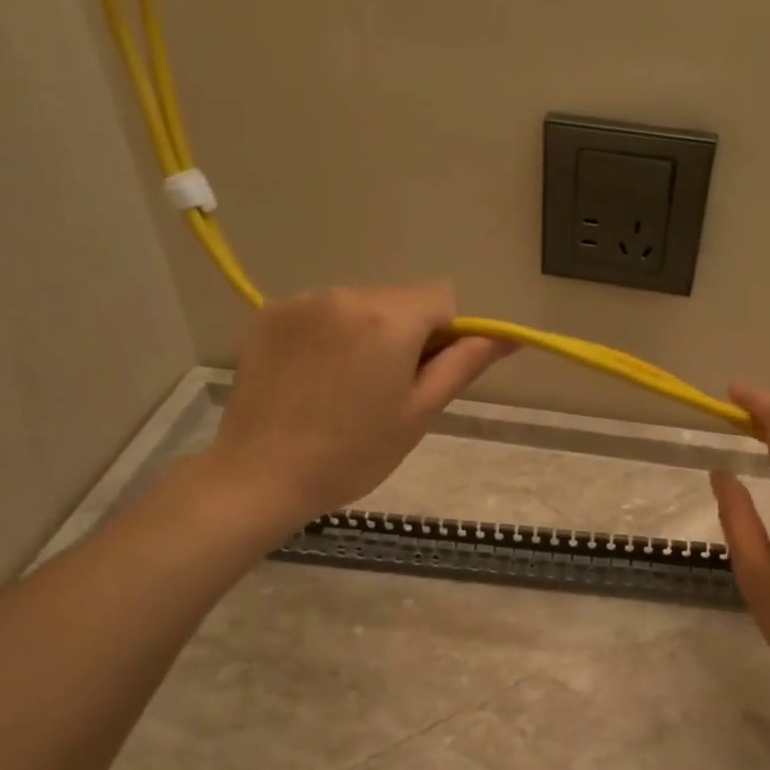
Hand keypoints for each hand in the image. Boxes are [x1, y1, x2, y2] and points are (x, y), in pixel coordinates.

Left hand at [201, 282, 511, 528]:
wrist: (262, 475)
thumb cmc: (354, 453)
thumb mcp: (419, 413)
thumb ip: (463, 365)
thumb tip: (507, 336)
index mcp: (388, 319)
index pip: (442, 297)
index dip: (446, 334)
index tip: (425, 375)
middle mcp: (344, 294)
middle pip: (398, 301)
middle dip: (403, 335)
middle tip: (384, 392)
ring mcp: (301, 302)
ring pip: (358, 307)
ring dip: (364, 335)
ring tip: (342, 391)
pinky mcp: (268, 315)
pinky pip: (319, 315)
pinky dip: (327, 338)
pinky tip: (312, 381)